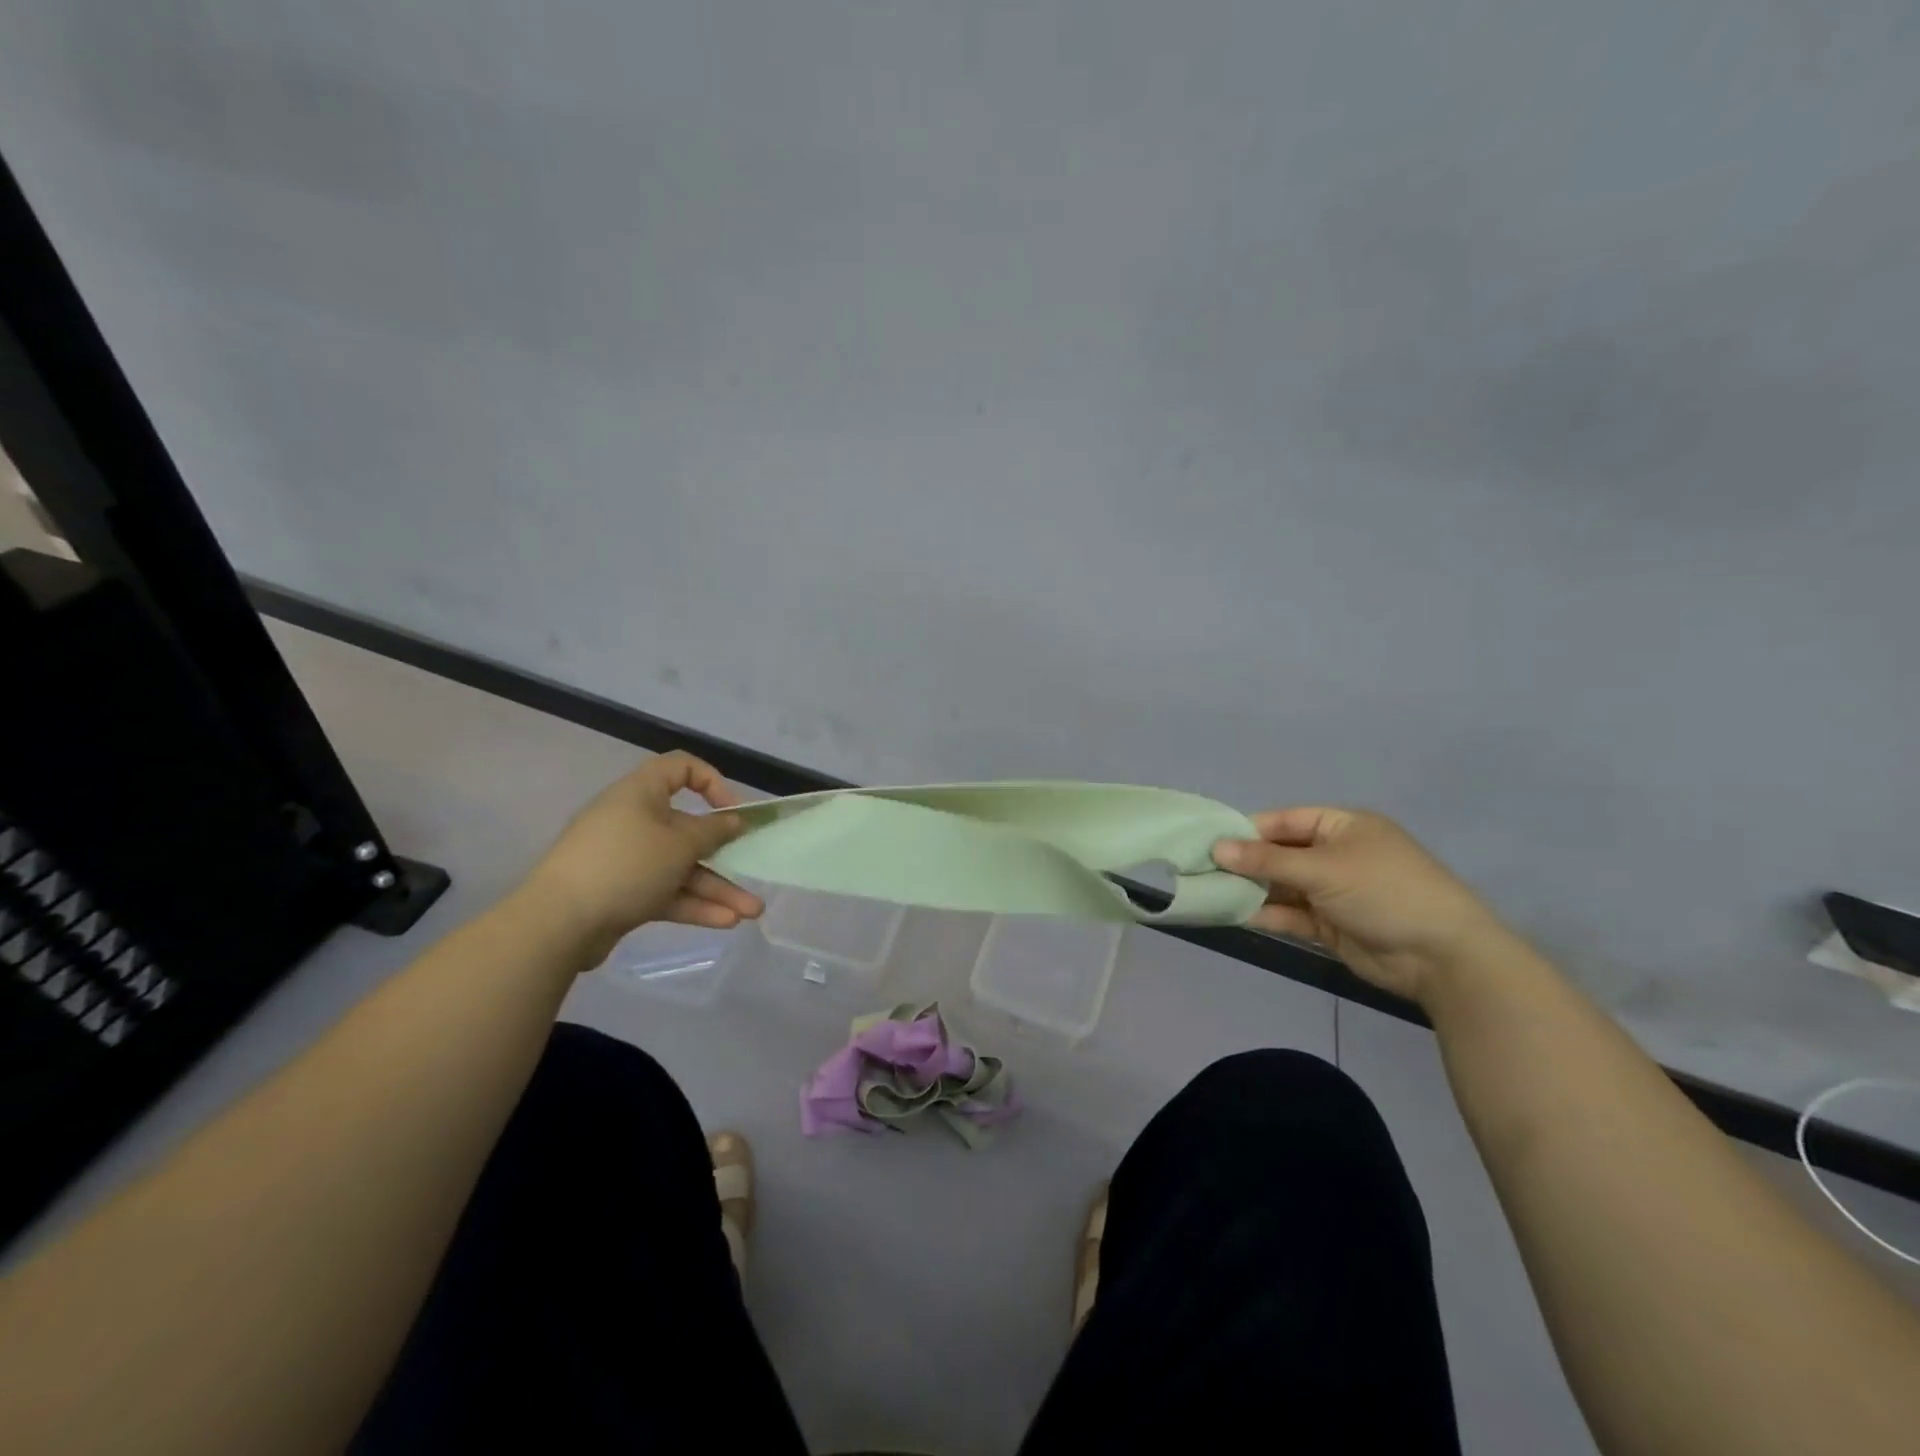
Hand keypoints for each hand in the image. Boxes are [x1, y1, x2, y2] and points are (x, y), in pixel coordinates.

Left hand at [522, 752, 762, 960]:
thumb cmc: (625, 865)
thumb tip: (733, 820)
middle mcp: (634, 821)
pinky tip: (725, 923)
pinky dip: (693, 904)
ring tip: (751, 913)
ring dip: (717, 888)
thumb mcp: (678, 845)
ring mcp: (627, 860)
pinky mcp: (623, 893)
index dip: (713, 783)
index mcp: (641, 794)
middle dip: (725, 856)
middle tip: (754, 873)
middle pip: (688, 830)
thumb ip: (712, 832)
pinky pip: (666, 892)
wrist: (557, 924)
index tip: (733, 812)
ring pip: (681, 868)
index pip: (681, 769)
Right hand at [1213, 807, 1512, 1003]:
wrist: (1441, 956)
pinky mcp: (1332, 925)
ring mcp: (1334, 891)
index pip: (1285, 821)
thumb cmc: (1384, 892)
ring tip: (1211, 892)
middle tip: (1202, 869)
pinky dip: (1267, 914)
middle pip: (1281, 854)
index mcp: (1343, 827)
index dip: (1249, 830)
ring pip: (1283, 886)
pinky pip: (1292, 914)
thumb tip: (1217, 848)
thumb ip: (1267, 861)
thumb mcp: (1323, 869)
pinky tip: (1236, 915)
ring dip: (1252, 890)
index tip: (1210, 841)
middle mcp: (1337, 855)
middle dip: (1245, 863)